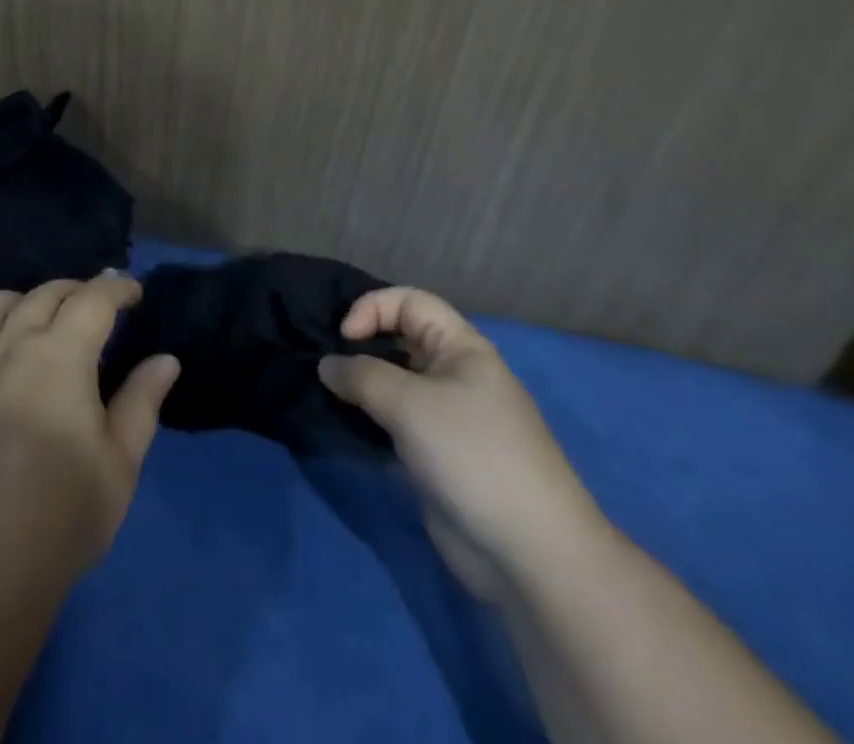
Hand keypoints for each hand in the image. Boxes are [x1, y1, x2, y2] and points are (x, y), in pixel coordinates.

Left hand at [0, 274, 180, 598]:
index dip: (117, 288)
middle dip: (75, 289)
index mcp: (59, 358)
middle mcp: (9, 350)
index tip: (135, 291)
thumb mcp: (119, 466)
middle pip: (42, 296)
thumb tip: (165, 359)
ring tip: (34, 315)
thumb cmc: (61, 521)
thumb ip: (141, 403)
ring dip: (16, 300)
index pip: (92, 300)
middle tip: (97, 303)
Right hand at [319, 286, 601, 593]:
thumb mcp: (409, 403)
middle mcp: (454, 374)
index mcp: (461, 347)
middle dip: (361, 346)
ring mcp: (446, 418)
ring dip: (360, 387)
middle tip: (324, 365)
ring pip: (394, 385)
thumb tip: (326, 365)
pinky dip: (369, 422)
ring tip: (327, 395)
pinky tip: (345, 429)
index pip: (409, 302)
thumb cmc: (471, 454)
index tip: (343, 338)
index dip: (373, 308)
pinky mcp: (436, 457)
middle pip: (399, 341)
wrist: (528, 552)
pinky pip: (395, 424)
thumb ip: (361, 376)